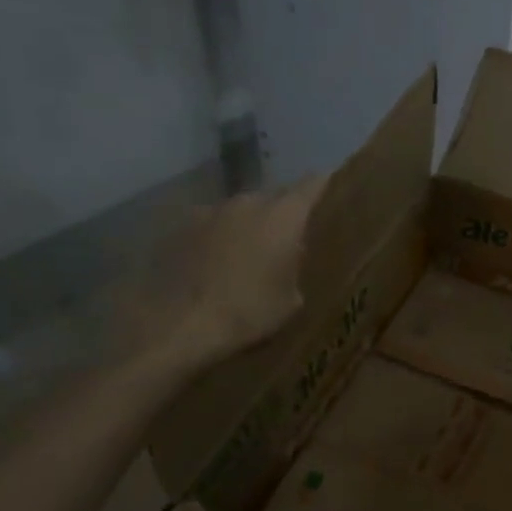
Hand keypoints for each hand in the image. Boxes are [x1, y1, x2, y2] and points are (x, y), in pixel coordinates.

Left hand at [122, 177, 326, 378]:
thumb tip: (288, 258)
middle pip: (273, 197)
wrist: (181, 324)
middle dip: (283, 213)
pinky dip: (219, 239)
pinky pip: (211, 226)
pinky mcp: (180, 227)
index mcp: (283, 217)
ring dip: (248, 226)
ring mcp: (209, 211)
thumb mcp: (291, 301)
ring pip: (240, 211)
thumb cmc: (249, 313)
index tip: (331, 189)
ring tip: (250, 254)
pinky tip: (217, 264)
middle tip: (289, 238)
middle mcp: (247, 203)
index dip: (323, 185)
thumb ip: (295, 268)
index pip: (311, 186)